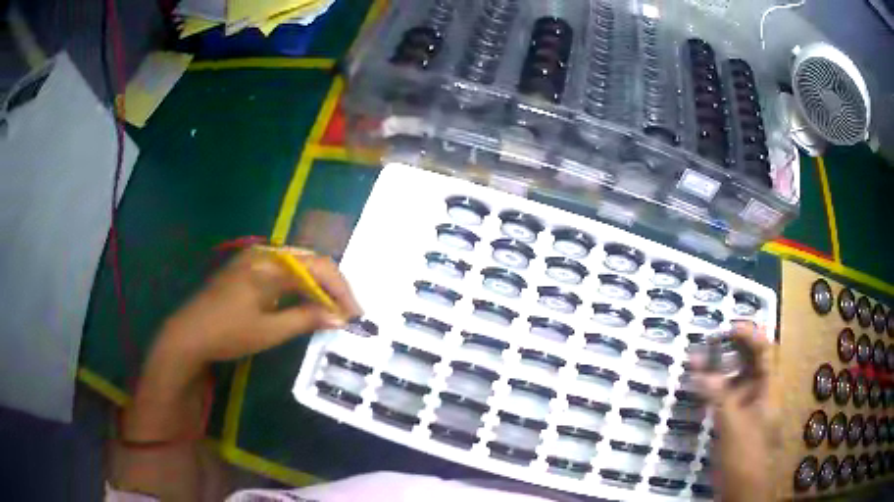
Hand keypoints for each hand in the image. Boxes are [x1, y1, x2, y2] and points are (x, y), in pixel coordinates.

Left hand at [157, 247, 361, 365]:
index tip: (355, 315)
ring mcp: (255, 260)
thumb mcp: (269, 331)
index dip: (340, 290)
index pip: (317, 268)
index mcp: (270, 264)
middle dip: (332, 286)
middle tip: (346, 312)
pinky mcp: (248, 269)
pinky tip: (306, 303)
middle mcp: (265, 254)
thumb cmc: (227, 333)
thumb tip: (339, 318)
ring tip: (331, 310)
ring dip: (317, 286)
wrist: (188, 334)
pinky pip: (283, 271)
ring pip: (298, 266)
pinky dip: (300, 287)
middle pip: (310, 261)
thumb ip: (305, 319)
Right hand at [691, 321, 773, 500]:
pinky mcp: (737, 419)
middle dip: (731, 348)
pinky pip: (727, 396)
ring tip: (698, 361)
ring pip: (737, 378)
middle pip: (751, 361)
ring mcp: (750, 406)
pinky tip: (700, 386)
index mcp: (769, 389)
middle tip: (709, 342)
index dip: (749, 335)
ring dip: (720, 368)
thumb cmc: (744, 455)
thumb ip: (717, 396)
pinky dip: (715, 388)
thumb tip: (698, 369)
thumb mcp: (731, 425)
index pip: (765, 350)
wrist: (742, 490)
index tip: (727, 329)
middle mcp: (762, 392)